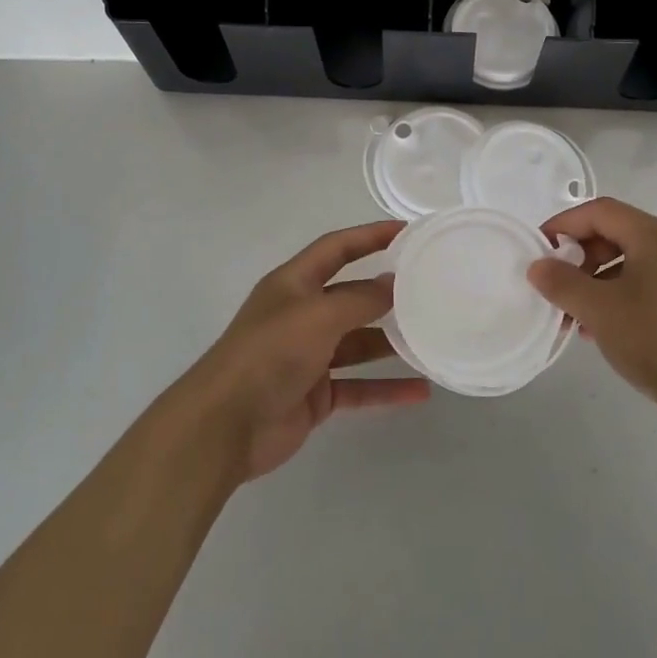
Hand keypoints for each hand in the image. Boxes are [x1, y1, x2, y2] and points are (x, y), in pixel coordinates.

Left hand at [183, 221, 429, 481]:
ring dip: (391, 343)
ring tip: (431, 339)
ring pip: (358, 343)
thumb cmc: (270, 354)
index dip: (369, 236)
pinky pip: (358, 386)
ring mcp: (308, 357)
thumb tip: (394, 283)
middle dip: (386, 294)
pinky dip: (386, 389)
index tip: (407, 231)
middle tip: (429, 290)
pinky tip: (419, 391)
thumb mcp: (318, 315)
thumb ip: (360, 299)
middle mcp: (301, 315)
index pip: (337, 248)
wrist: (225, 425)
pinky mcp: (315, 394)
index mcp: (294, 284)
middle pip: (351, 296)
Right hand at [527, 198, 656, 425]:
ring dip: (601, 281)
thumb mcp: (598, 311)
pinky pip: (654, 283)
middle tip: (559, 286)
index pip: (601, 211)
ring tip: (579, 317)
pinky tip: (611, 328)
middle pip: (619, 234)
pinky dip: (625, 295)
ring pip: (636, 262)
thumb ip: (562, 282)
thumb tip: (538, 266)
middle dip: (582, 257)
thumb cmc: (656, 341)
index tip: (540, 248)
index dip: (564, 224)